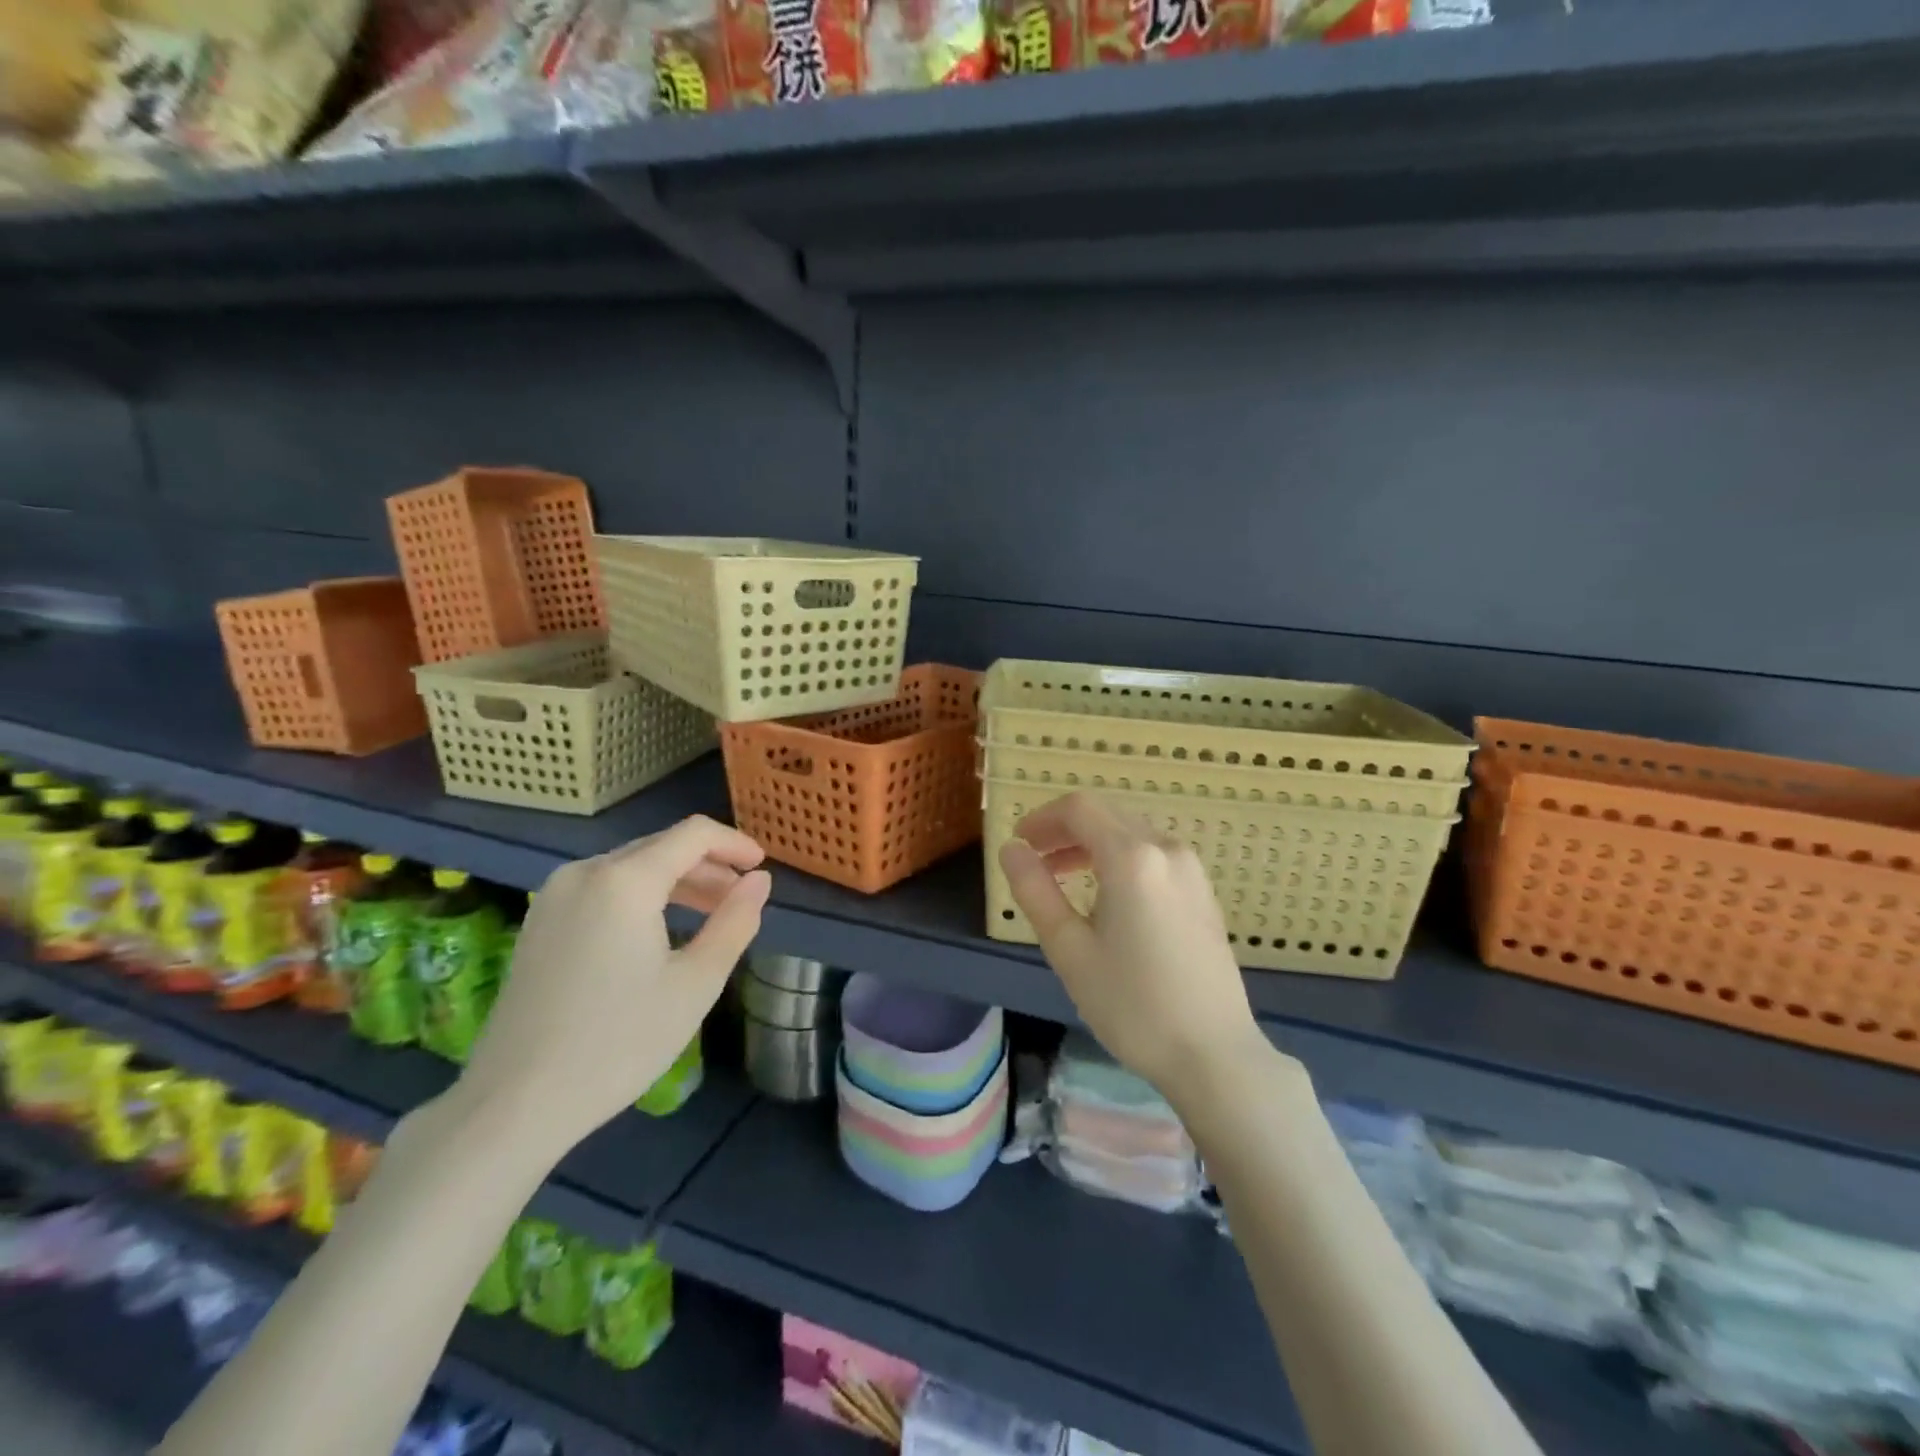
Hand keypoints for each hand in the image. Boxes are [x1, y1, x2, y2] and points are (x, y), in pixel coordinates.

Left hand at [457, 816, 771, 1159]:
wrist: (515, 1102)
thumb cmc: (619, 1042)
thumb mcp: (696, 983)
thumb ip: (734, 922)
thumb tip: (759, 881)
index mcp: (625, 881)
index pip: (692, 835)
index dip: (734, 843)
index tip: (762, 866)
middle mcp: (585, 872)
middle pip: (660, 846)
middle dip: (708, 865)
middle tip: (741, 897)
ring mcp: (555, 895)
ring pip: (631, 867)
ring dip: (677, 881)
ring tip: (710, 914)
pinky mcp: (540, 921)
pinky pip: (604, 887)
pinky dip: (642, 896)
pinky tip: (660, 929)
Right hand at [999, 792, 1268, 1101]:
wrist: (1213, 1054)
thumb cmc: (1132, 1005)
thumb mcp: (1069, 949)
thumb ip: (1034, 890)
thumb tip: (1011, 850)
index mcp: (1132, 858)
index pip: (1079, 809)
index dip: (1042, 818)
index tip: (1018, 843)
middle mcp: (1166, 849)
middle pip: (1106, 815)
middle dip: (1064, 829)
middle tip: (1034, 860)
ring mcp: (1191, 869)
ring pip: (1131, 832)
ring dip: (1091, 843)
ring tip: (1062, 877)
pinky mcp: (1202, 891)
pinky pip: (1153, 853)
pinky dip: (1120, 857)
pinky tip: (1106, 895)